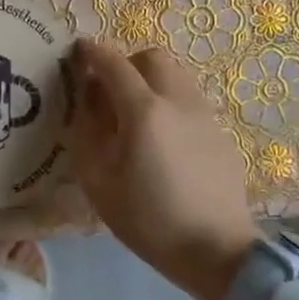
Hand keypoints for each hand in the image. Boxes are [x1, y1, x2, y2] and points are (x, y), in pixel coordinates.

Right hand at [66, 40, 260, 299]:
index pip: (114, 64)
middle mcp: (178, 101)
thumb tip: (88, 99)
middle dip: (127, 63)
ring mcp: (204, 115)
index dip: (93, 53)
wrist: (214, 249)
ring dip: (152, 81)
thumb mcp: (98, 180)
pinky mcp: (220, 133)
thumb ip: (88, 131)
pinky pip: (190, 100)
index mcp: (143, 111)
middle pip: (152, 58)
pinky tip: (163, 140)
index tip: (78, 50)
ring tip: (136, 115)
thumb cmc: (147, 219)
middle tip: (110, 91)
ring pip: (176, 75)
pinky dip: (170, 103)